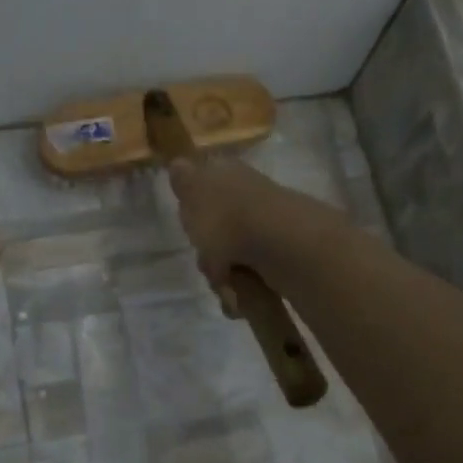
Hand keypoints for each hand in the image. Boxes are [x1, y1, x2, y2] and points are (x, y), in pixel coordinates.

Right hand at [167, 157, 346, 309]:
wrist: (281, 245)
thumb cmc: (227, 217)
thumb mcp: (194, 190)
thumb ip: (185, 180)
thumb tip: (178, 164)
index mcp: (231, 175)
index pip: (207, 189)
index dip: (195, 212)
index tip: (191, 229)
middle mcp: (252, 199)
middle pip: (217, 232)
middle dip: (209, 255)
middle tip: (209, 262)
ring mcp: (269, 231)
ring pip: (233, 260)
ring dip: (225, 279)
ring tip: (227, 287)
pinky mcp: (284, 261)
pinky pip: (254, 281)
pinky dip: (245, 293)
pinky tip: (240, 299)